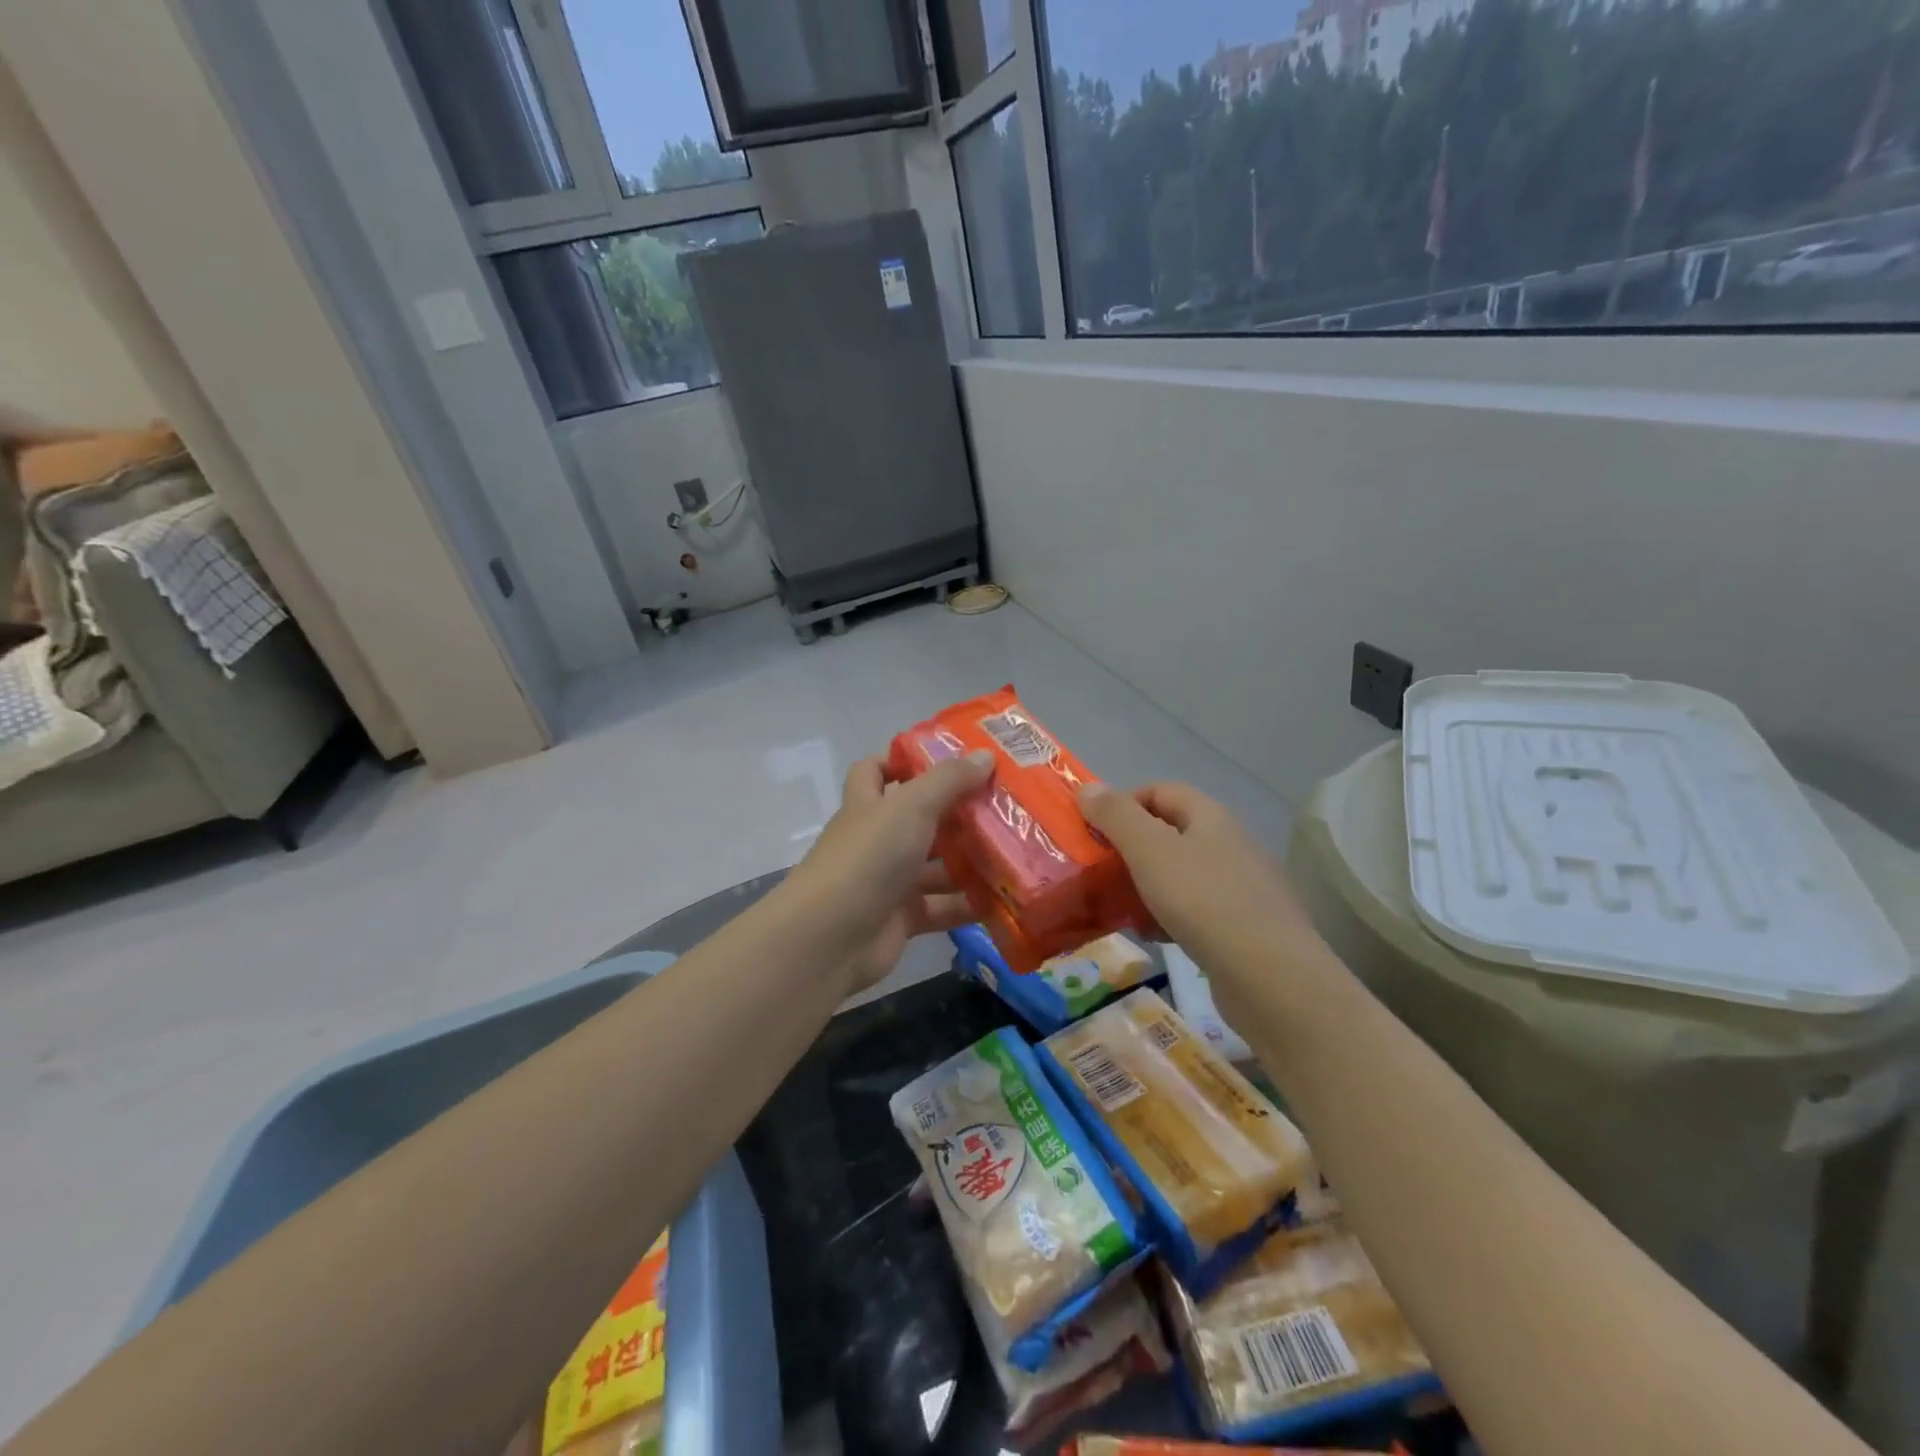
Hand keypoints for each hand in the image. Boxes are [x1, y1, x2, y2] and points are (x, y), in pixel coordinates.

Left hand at [779, 750, 994, 991]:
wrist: (830, 937)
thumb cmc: (868, 857)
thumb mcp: (911, 806)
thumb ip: (949, 780)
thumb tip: (986, 755)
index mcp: (869, 804)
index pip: (876, 770)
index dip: (904, 761)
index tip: (948, 759)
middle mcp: (878, 839)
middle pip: (920, 819)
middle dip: (958, 814)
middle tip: (1005, 806)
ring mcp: (889, 881)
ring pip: (936, 866)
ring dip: (971, 861)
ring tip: (1018, 852)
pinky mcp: (903, 919)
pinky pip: (942, 907)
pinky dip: (969, 905)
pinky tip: (1005, 899)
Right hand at [1077, 781, 1317, 959]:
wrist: (1271, 978)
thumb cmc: (1204, 901)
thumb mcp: (1150, 851)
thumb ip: (1116, 816)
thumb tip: (1088, 787)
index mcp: (1210, 817)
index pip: (1160, 790)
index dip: (1123, 802)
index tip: (1093, 830)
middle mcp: (1228, 844)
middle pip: (1169, 832)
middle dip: (1129, 848)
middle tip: (1097, 869)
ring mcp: (1239, 887)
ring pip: (1179, 874)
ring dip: (1145, 885)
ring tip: (1117, 906)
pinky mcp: (1241, 927)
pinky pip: (1194, 910)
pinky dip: (1166, 916)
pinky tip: (1151, 936)